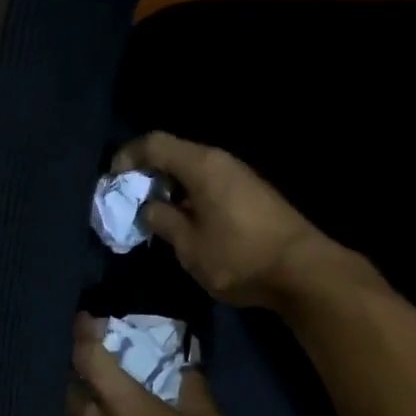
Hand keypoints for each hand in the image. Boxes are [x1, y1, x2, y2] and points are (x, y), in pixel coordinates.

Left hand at [66, 314, 250, 415]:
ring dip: (78, 395)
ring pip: (70, 415)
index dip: (84, 333)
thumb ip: (194, 393)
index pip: (89, 358)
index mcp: (122, 406)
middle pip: (68, 386)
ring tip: (96, 383)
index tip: (89, 319)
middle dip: (76, 365)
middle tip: (93, 351)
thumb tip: (185, 372)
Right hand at [111, 132, 350, 309]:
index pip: (155, 144)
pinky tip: (189, 226)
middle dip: (148, 177)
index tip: (113, 181)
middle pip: (176, 156)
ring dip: (171, 191)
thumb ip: (163, 221)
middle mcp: (222, 162)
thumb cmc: (239, 257)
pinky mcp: (253, 196)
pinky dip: (192, 199)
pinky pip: (212, 187)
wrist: (303, 271)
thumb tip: (149, 208)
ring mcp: (241, 178)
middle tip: (131, 204)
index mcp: (202, 165)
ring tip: (157, 219)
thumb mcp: (189, 246)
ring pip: (195, 173)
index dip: (128, 157)